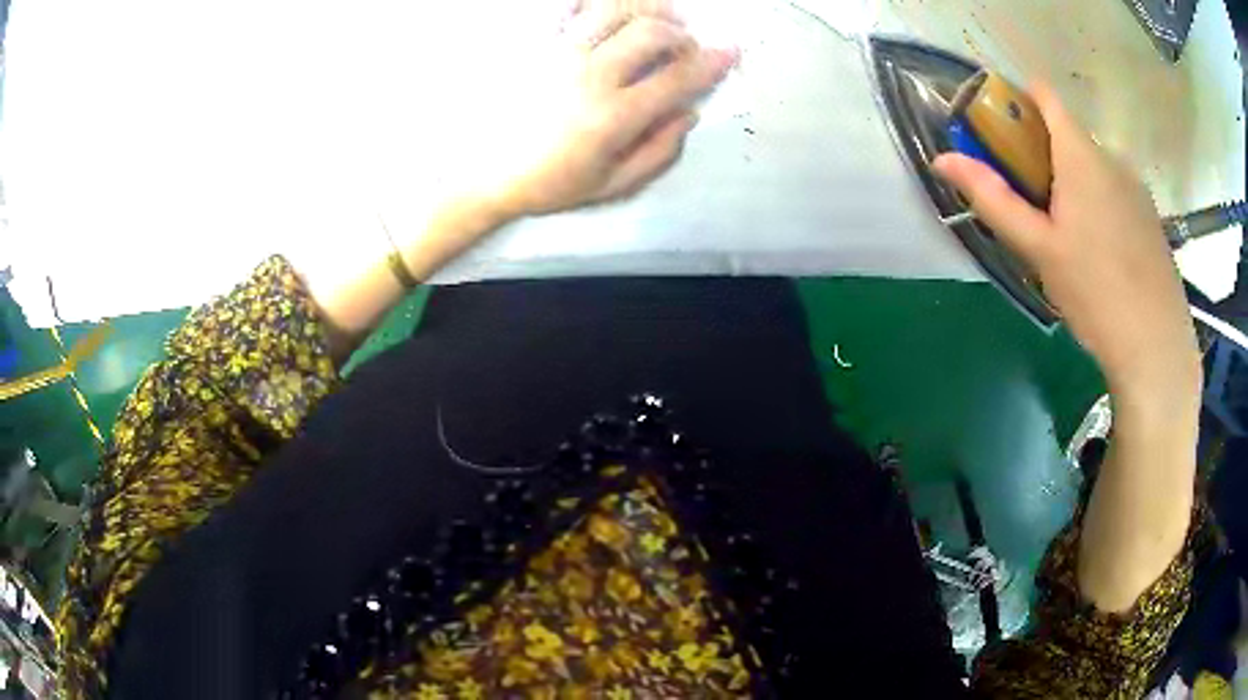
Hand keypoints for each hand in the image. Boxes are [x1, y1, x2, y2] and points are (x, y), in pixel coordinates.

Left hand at [491, 9, 736, 216]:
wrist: (485, 173)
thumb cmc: (551, 183)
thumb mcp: (613, 184)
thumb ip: (659, 151)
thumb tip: (690, 113)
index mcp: (613, 116)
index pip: (678, 78)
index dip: (712, 62)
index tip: (730, 51)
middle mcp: (589, 75)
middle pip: (651, 33)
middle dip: (680, 34)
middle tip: (684, 44)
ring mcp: (557, 53)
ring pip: (614, 9)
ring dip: (646, 9)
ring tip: (655, 19)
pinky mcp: (533, 43)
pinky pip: (567, 7)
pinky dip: (594, 2)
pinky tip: (607, 11)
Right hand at [933, 84, 1199, 400]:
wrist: (1156, 347)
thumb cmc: (1095, 293)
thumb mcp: (1039, 249)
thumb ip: (993, 199)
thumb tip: (942, 160)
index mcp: (1080, 154)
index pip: (1045, 95)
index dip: (1019, 99)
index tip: (1001, 130)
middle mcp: (1111, 157)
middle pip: (1068, 135)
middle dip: (1043, 155)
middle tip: (1031, 205)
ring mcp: (1136, 187)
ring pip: (1093, 167)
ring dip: (1073, 183)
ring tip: (1067, 239)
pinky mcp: (1150, 216)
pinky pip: (1115, 191)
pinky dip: (1098, 203)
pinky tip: (1100, 254)